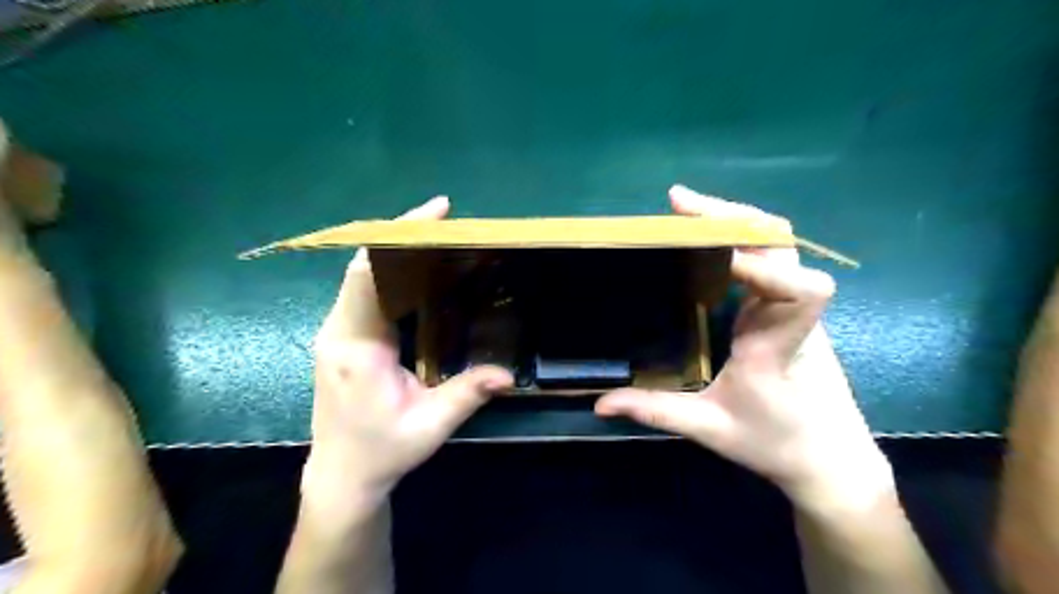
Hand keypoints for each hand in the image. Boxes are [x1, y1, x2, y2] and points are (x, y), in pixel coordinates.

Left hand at [302, 197, 513, 516]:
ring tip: (437, 236)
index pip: (367, 276)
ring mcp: (337, 331)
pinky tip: (420, 269)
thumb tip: (508, 374)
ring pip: (362, 275)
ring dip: (395, 251)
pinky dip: (391, 271)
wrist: (341, 475)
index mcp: (356, 347)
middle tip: (445, 218)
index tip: (434, 214)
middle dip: (401, 235)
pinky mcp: (344, 336)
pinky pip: (365, 291)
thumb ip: (467, 394)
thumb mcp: (429, 426)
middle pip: (363, 265)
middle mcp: (339, 330)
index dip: (396, 239)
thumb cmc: (381, 451)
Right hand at [595, 185, 891, 515]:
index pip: (798, 292)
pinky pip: (770, 258)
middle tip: (678, 204)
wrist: (830, 458)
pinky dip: (739, 237)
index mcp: (776, 345)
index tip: (705, 249)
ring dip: (736, 219)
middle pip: (782, 246)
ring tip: (687, 211)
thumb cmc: (776, 443)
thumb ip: (653, 411)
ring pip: (778, 245)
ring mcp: (790, 307)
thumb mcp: (709, 429)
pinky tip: (707, 239)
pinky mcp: (783, 308)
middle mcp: (791, 315)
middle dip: (732, 217)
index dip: (758, 264)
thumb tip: (600, 403)